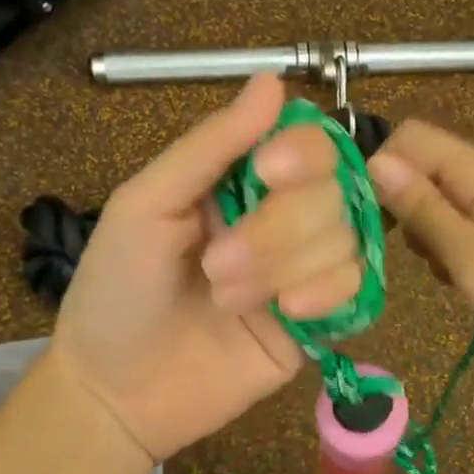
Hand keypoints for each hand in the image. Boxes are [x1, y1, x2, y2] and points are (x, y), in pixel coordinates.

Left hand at [49, 75, 360, 461]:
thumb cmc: (117, 290)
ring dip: (285, 268)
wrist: (117, 392)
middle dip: (277, 230)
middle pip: (332, 193)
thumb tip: (272, 81)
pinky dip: (327, 293)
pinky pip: (356, 288)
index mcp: (239, 181)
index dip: (302, 154)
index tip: (269, 173)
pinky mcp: (319, 319)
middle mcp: (280, 217)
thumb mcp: (146, 204)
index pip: (306, 144)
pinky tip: (290, 314)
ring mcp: (303, 269)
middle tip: (216, 266)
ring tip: (227, 300)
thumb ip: (211, 146)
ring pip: (345, 239)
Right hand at [368, 121, 473, 364]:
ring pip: (453, 200)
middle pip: (430, 169)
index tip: (379, 223)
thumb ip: (423, 209)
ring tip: (459, 277)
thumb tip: (376, 162)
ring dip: (439, 235)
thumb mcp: (472, 258)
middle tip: (428, 260)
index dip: (383, 171)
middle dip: (411, 211)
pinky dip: (467, 246)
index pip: (411, 137)